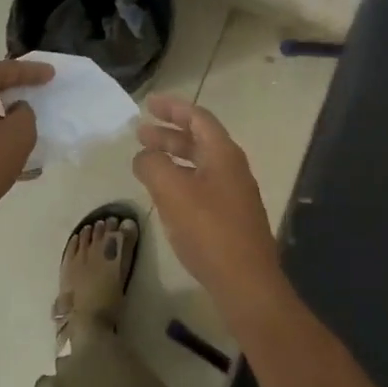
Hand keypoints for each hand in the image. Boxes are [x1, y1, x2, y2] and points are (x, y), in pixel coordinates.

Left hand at [0, 59, 52, 229]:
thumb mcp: (18, 137)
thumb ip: (25, 114)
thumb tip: (15, 110)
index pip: (6, 70)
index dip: (32, 71)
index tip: (51, 74)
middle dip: (14, 88)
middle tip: (37, 89)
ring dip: (1, 112)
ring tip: (23, 120)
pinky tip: (4, 146)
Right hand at [133, 93, 282, 313]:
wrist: (246, 282)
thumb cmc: (209, 230)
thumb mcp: (172, 191)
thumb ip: (153, 165)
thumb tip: (144, 156)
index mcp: (223, 153)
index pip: (198, 118)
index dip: (173, 108)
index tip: (149, 104)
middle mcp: (233, 168)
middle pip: (199, 140)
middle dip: (169, 134)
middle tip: (140, 133)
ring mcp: (235, 194)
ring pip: (200, 164)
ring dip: (173, 158)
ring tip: (147, 163)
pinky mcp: (231, 218)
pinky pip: (202, 186)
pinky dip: (181, 180)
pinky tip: (165, 195)